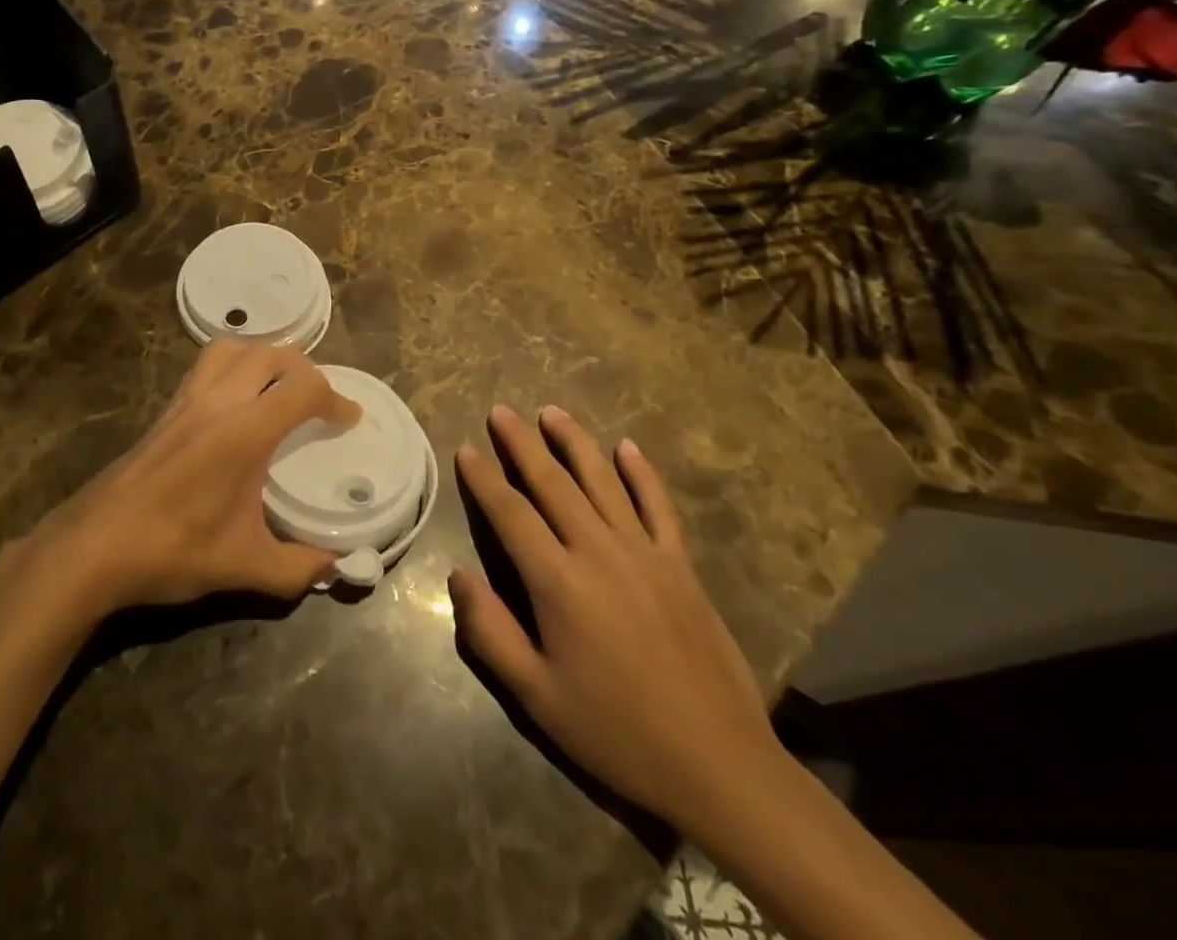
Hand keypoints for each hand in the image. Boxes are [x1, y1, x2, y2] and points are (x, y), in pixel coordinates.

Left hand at [35, 341, 359, 614]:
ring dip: (263, 356)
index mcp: (244, 431)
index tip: (348, 419)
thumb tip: (335, 566)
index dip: (335, 397)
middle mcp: (217, 401)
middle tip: (318, 400)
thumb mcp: (244, 566)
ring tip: (278, 387)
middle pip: (269, 353)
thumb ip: (297, 567)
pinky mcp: (165, 409)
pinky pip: (206, 365)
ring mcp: (186, 400)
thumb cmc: (172, 550)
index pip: (302, 388)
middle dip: (304, 369)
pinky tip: (235, 403)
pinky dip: (233, 366)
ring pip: (231, 348)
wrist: (94, 544)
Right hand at [450, 406, 783, 832]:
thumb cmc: (616, 731)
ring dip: (575, 443)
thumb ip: (489, 632)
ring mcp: (645, 554)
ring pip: (603, 482)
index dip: (484, 479)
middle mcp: (598, 552)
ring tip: (552, 412)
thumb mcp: (536, 696)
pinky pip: (659, 507)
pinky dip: (642, 474)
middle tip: (501, 412)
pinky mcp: (681, 567)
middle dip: (522, 444)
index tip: (466, 449)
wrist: (718, 765)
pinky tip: (627, 447)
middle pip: (552, 483)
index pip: (510, 513)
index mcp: (558, 582)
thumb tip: (457, 576)